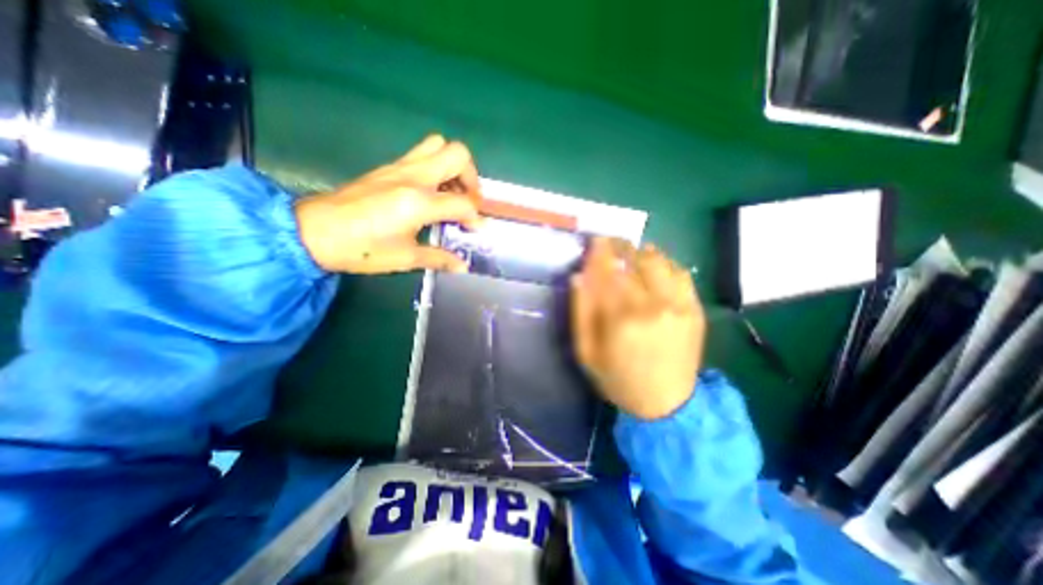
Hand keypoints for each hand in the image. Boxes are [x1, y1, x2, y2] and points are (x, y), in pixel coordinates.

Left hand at [295, 136, 482, 274]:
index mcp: (419, 202)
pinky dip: (436, 167)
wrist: (315, 231)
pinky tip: (431, 191)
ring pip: (439, 145)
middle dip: (471, 178)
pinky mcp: (389, 167)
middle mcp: (414, 177)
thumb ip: (439, 258)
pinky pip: (422, 153)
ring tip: (451, 192)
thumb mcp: (405, 258)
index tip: (476, 230)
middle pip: (458, 155)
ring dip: (453, 167)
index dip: (476, 218)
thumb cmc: (362, 248)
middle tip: (468, 201)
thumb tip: (462, 267)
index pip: (463, 203)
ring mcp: (400, 167)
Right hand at [570, 238, 708, 419]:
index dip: (600, 252)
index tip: (595, 240)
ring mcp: (678, 305)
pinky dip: (666, 264)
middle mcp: (652, 305)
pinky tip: (656, 268)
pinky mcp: (694, 310)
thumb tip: (579, 276)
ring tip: (632, 255)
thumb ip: (580, 312)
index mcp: (621, 317)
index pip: (608, 271)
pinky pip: (681, 274)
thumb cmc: (618, 379)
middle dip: (621, 246)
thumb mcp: (587, 352)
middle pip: (635, 260)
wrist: (667, 405)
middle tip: (611, 243)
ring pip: (660, 262)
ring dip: (642, 253)